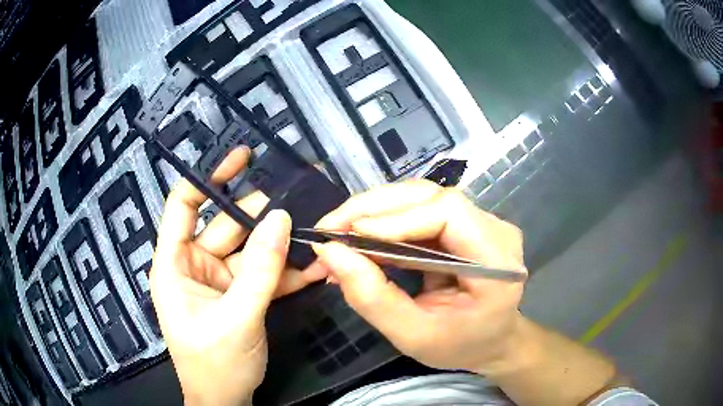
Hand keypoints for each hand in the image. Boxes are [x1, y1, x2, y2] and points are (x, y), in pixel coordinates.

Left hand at [149, 147, 326, 405]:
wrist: (226, 401)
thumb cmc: (215, 364)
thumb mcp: (237, 318)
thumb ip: (260, 270)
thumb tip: (280, 219)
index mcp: (174, 265)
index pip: (183, 206)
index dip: (207, 178)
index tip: (240, 158)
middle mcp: (194, 265)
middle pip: (226, 226)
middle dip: (261, 215)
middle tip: (299, 199)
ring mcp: (220, 280)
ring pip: (250, 250)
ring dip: (280, 245)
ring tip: (313, 230)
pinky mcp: (240, 295)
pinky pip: (262, 275)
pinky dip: (286, 272)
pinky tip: (314, 265)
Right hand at [313, 180, 527, 373]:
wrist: (489, 340)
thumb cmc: (459, 346)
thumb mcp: (413, 336)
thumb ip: (373, 298)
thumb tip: (330, 253)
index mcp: (497, 264)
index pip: (449, 213)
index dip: (398, 218)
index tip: (351, 236)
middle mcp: (495, 231)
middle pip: (430, 196)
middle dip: (372, 209)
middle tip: (328, 230)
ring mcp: (482, 222)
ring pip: (420, 197)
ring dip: (373, 212)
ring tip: (338, 233)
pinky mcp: (465, 222)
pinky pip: (419, 209)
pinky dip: (384, 221)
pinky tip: (360, 236)